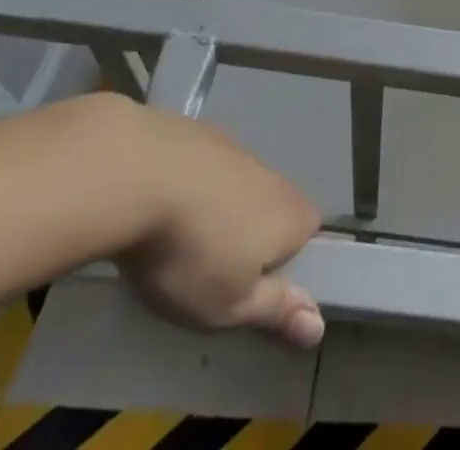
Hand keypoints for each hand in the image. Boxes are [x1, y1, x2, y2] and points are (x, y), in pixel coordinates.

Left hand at [108, 100, 324, 347]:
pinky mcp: (202, 134)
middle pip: (272, 209)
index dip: (284, 263)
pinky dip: (193, 185)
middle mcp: (276, 176)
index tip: (248, 288)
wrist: (140, 175)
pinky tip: (161, 206)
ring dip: (219, 211)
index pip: (308, 235)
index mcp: (293, 215)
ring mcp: (239, 149)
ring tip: (180, 241)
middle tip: (209, 272)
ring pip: (239, 187)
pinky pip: (208, 167)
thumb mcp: (230, 304)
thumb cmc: (191, 252)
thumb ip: (276, 310)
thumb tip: (319, 327)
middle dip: (248, 237)